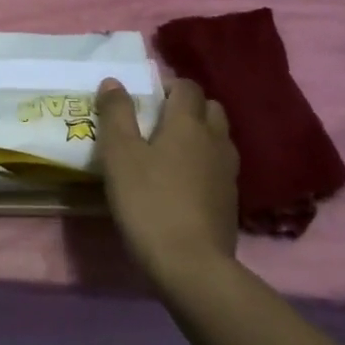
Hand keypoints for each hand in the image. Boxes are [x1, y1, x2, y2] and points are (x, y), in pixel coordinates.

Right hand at [96, 76, 239, 285]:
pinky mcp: (231, 199)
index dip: (167, 85)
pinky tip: (182, 183)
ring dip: (198, 135)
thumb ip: (116, 114)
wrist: (191, 263)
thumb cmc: (149, 202)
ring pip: (217, 137)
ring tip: (168, 153)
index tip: (144, 98)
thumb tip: (114, 81)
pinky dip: (203, 163)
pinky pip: (219, 166)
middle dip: (186, 107)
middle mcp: (215, 139)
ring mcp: (228, 170)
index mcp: (189, 123)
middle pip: (209, 108)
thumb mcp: (119, 156)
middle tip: (155, 123)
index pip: (186, 87)